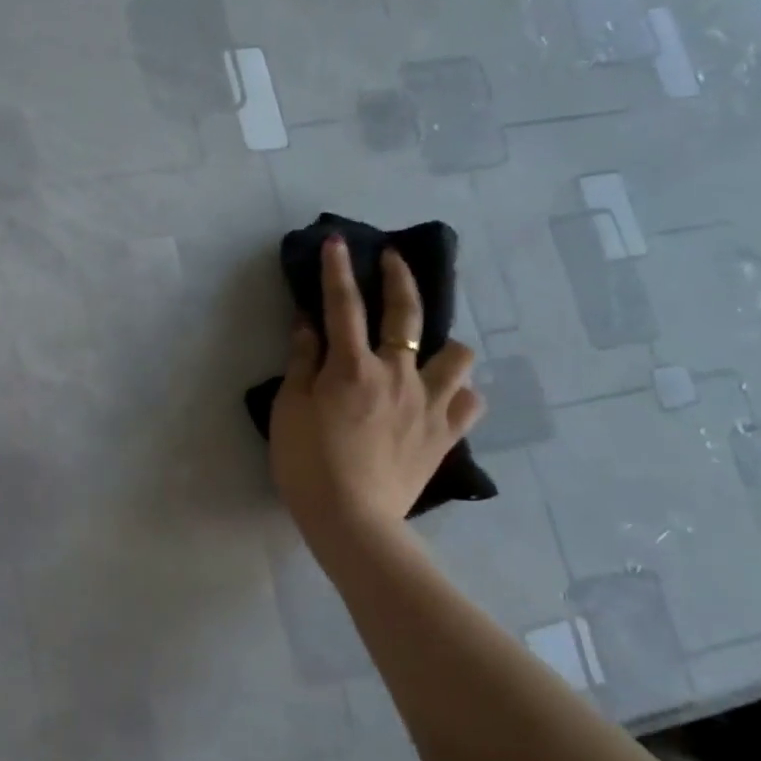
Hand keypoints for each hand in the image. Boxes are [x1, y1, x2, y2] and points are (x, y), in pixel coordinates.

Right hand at [269, 237, 484, 549]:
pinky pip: (470, 401)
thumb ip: (301, 362)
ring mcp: (429, 403)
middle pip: (408, 313)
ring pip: (457, 354)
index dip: (338, 270)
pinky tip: (446, 396)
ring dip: (444, 344)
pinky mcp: (446, 433)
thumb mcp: (289, 409)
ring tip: (430, 350)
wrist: (351, 518)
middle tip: (394, 260)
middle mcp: (398, 374)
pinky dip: (460, 392)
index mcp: (353, 367)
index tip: (338, 242)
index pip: (344, 305)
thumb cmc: (307, 463)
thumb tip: (309, 324)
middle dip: (399, 279)